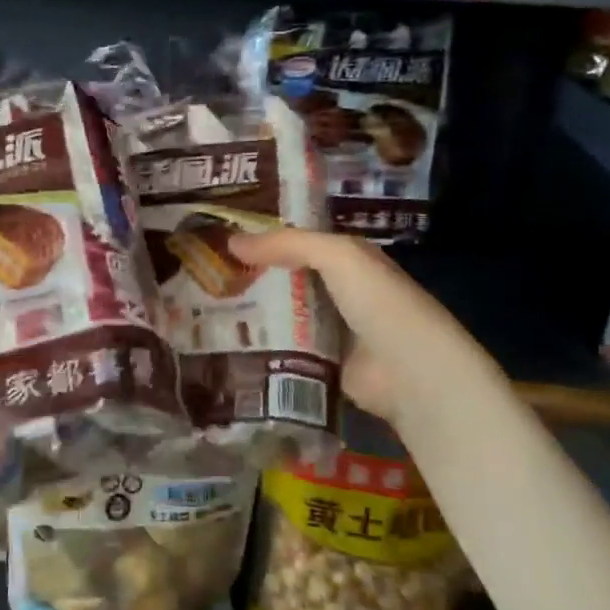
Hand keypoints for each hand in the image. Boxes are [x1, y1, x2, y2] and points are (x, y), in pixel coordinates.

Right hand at [228, 228, 492, 425]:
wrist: (409, 372)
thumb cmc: (378, 302)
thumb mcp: (337, 256)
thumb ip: (287, 244)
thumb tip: (231, 241)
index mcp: (349, 261)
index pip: (300, 243)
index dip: (266, 238)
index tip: (221, 237)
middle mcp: (339, 293)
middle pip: (286, 280)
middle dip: (250, 278)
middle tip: (202, 275)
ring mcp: (329, 332)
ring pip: (280, 316)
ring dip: (250, 314)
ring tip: (200, 309)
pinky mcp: (318, 367)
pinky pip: (282, 352)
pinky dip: (259, 348)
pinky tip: (223, 344)